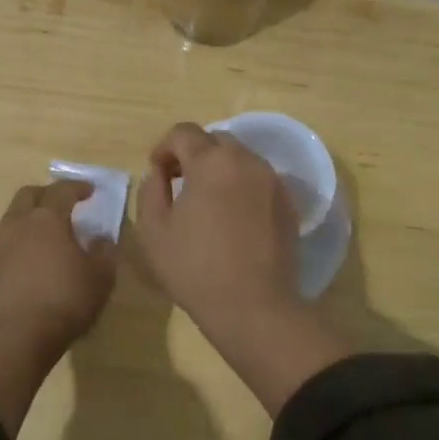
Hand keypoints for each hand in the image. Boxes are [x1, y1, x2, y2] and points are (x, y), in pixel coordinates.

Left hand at [0, 180, 117, 351]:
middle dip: (48, 194)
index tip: (91, 191)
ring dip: (32, 216)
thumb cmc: (65, 299)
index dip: (78, 188)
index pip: (62, 191)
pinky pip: (9, 241)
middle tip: (65, 203)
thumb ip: (104, 251)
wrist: (17, 337)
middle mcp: (20, 224)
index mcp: (47, 218)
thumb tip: (101, 238)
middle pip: (29, 195)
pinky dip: (24, 239)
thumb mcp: (100, 276)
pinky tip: (37, 256)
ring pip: (14, 217)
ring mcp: (1, 246)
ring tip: (51, 231)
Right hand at [135, 122, 350, 416]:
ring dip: (219, 169)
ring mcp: (272, 180)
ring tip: (206, 202)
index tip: (157, 172)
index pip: (184, 133)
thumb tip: (160, 173)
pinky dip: (241, 186)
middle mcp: (246, 160)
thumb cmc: (196, 268)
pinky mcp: (288, 202)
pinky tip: (232, 218)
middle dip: (193, 154)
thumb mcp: (154, 230)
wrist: (255, 307)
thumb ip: (151, 190)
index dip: (164, 147)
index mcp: (212, 161)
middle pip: (215, 141)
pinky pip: (259, 180)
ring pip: (240, 158)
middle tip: (178, 184)